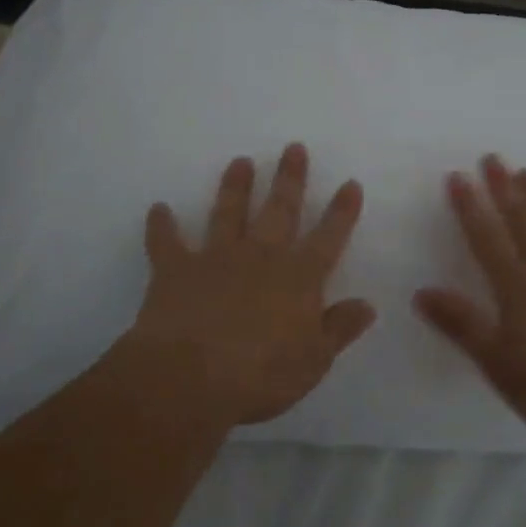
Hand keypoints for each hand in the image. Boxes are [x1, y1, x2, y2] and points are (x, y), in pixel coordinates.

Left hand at [128, 142, 375, 428]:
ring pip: (228, 213)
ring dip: (235, 187)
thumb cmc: (260, 375)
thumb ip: (339, 328)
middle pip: (280, 211)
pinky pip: (166, 243)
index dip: (342, 212)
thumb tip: (367, 305)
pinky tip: (158, 209)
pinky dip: (161, 226)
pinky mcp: (176, 270)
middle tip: (294, 148)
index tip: (350, 184)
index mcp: (298, 278)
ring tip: (240, 161)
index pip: (328, 238)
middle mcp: (260, 257)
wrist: (189, 378)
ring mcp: (216, 259)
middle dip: (290, 179)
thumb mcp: (313, 360)